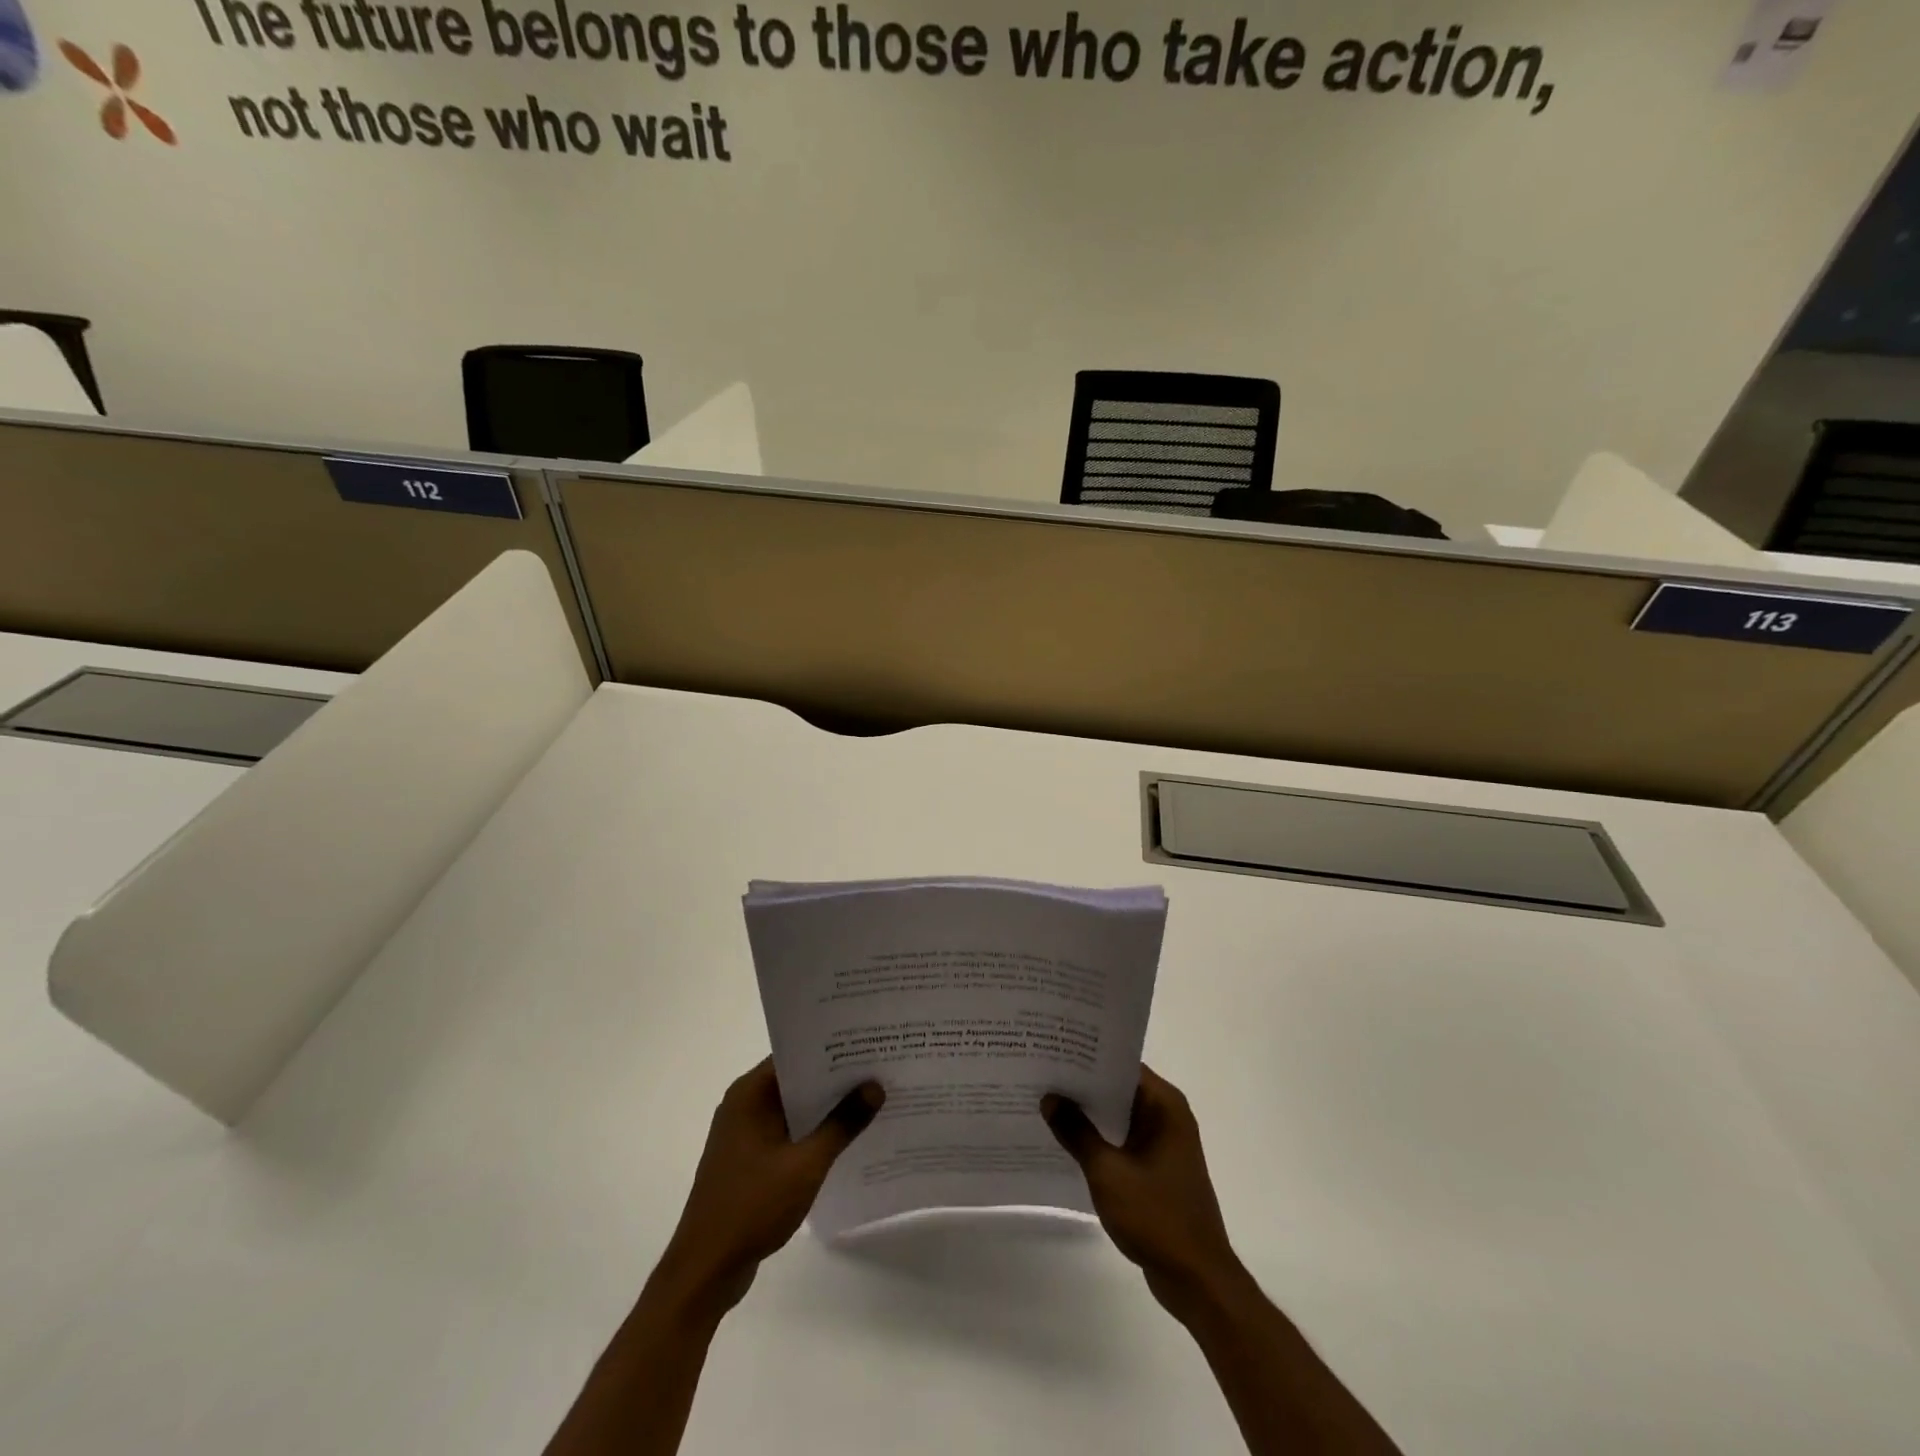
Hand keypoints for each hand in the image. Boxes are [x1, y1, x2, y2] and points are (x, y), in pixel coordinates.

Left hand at [655, 1058, 883, 1319]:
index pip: (795, 1054)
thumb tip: (875, 1086)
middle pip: (796, 1080)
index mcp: (750, 1094)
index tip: (867, 1043)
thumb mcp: (805, 1164)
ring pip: (793, 1108)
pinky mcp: (749, 1160)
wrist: (705, 1271)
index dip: (831, 1048)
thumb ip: (842, 1124)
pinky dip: (813, 1133)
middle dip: (835, 1078)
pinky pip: (788, 1133)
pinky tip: (845, 1140)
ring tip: (871, 1100)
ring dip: (826, 1108)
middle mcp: (744, 1105)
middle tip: (879, 1069)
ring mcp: (745, 1134)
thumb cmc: (752, 1206)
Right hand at [1042, 1065, 1243, 1317]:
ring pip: (1119, 1116)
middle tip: (1041, 1073)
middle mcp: (1168, 1116)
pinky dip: (1099, 1139)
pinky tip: (1066, 1141)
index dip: (1087, 1057)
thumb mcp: (1108, 1172)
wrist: (1197, 1280)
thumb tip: (1050, 1098)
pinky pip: (1122, 1140)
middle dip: (1082, 1085)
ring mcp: (1164, 1144)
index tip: (1053, 1050)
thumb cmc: (1157, 1217)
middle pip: (1119, 1088)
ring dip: (1089, 1114)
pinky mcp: (1157, 1169)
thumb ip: (1077, 1132)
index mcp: (1164, 1105)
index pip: (1121, 1065)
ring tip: (1045, 1102)